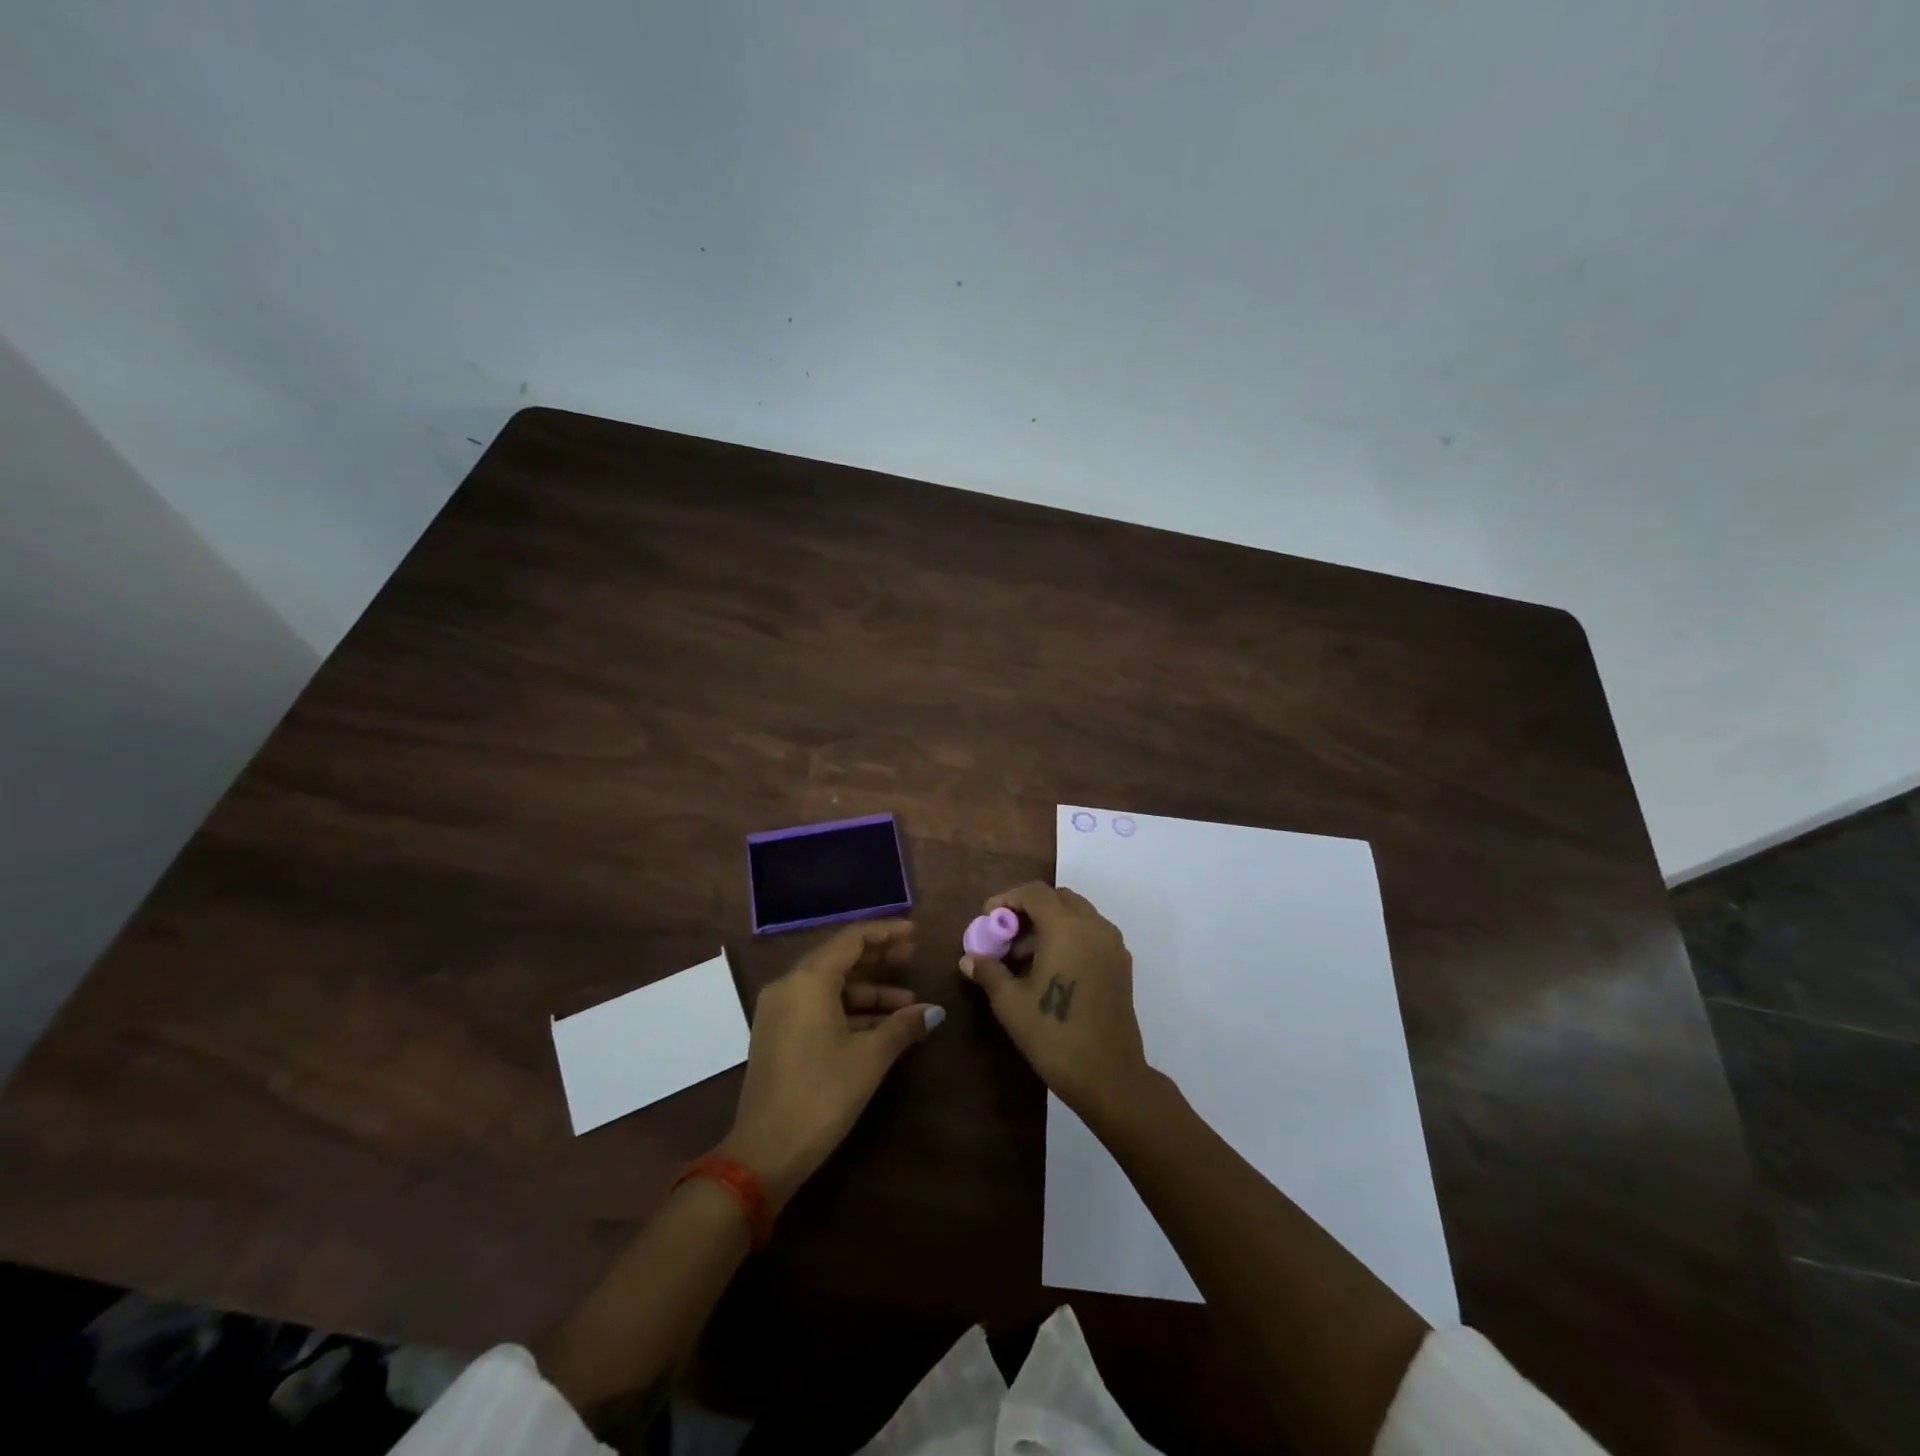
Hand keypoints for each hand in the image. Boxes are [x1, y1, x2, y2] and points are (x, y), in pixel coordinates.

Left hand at [720, 919, 941, 1208]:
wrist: (766, 1151)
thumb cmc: (822, 1094)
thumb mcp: (870, 1057)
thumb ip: (903, 1026)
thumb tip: (934, 1011)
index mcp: (808, 980)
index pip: (852, 939)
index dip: (886, 932)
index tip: (914, 932)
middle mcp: (789, 985)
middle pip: (839, 958)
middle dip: (878, 957)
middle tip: (912, 954)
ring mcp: (779, 1011)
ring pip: (830, 986)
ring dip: (868, 991)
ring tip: (907, 1003)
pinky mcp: (778, 1034)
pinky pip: (818, 1007)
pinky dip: (849, 1010)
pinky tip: (880, 1026)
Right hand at [960, 883, 1149, 1118]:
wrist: (1109, 1076)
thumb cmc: (1054, 1034)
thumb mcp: (1011, 1003)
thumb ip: (989, 971)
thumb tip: (969, 958)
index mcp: (1066, 927)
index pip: (1034, 892)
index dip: (1007, 899)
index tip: (987, 919)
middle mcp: (1093, 926)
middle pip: (1058, 898)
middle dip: (1028, 909)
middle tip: (1005, 935)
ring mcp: (1112, 945)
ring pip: (1077, 915)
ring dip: (1049, 923)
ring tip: (1023, 956)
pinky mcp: (1121, 964)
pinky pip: (1091, 933)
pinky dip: (1069, 936)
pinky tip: (1050, 968)